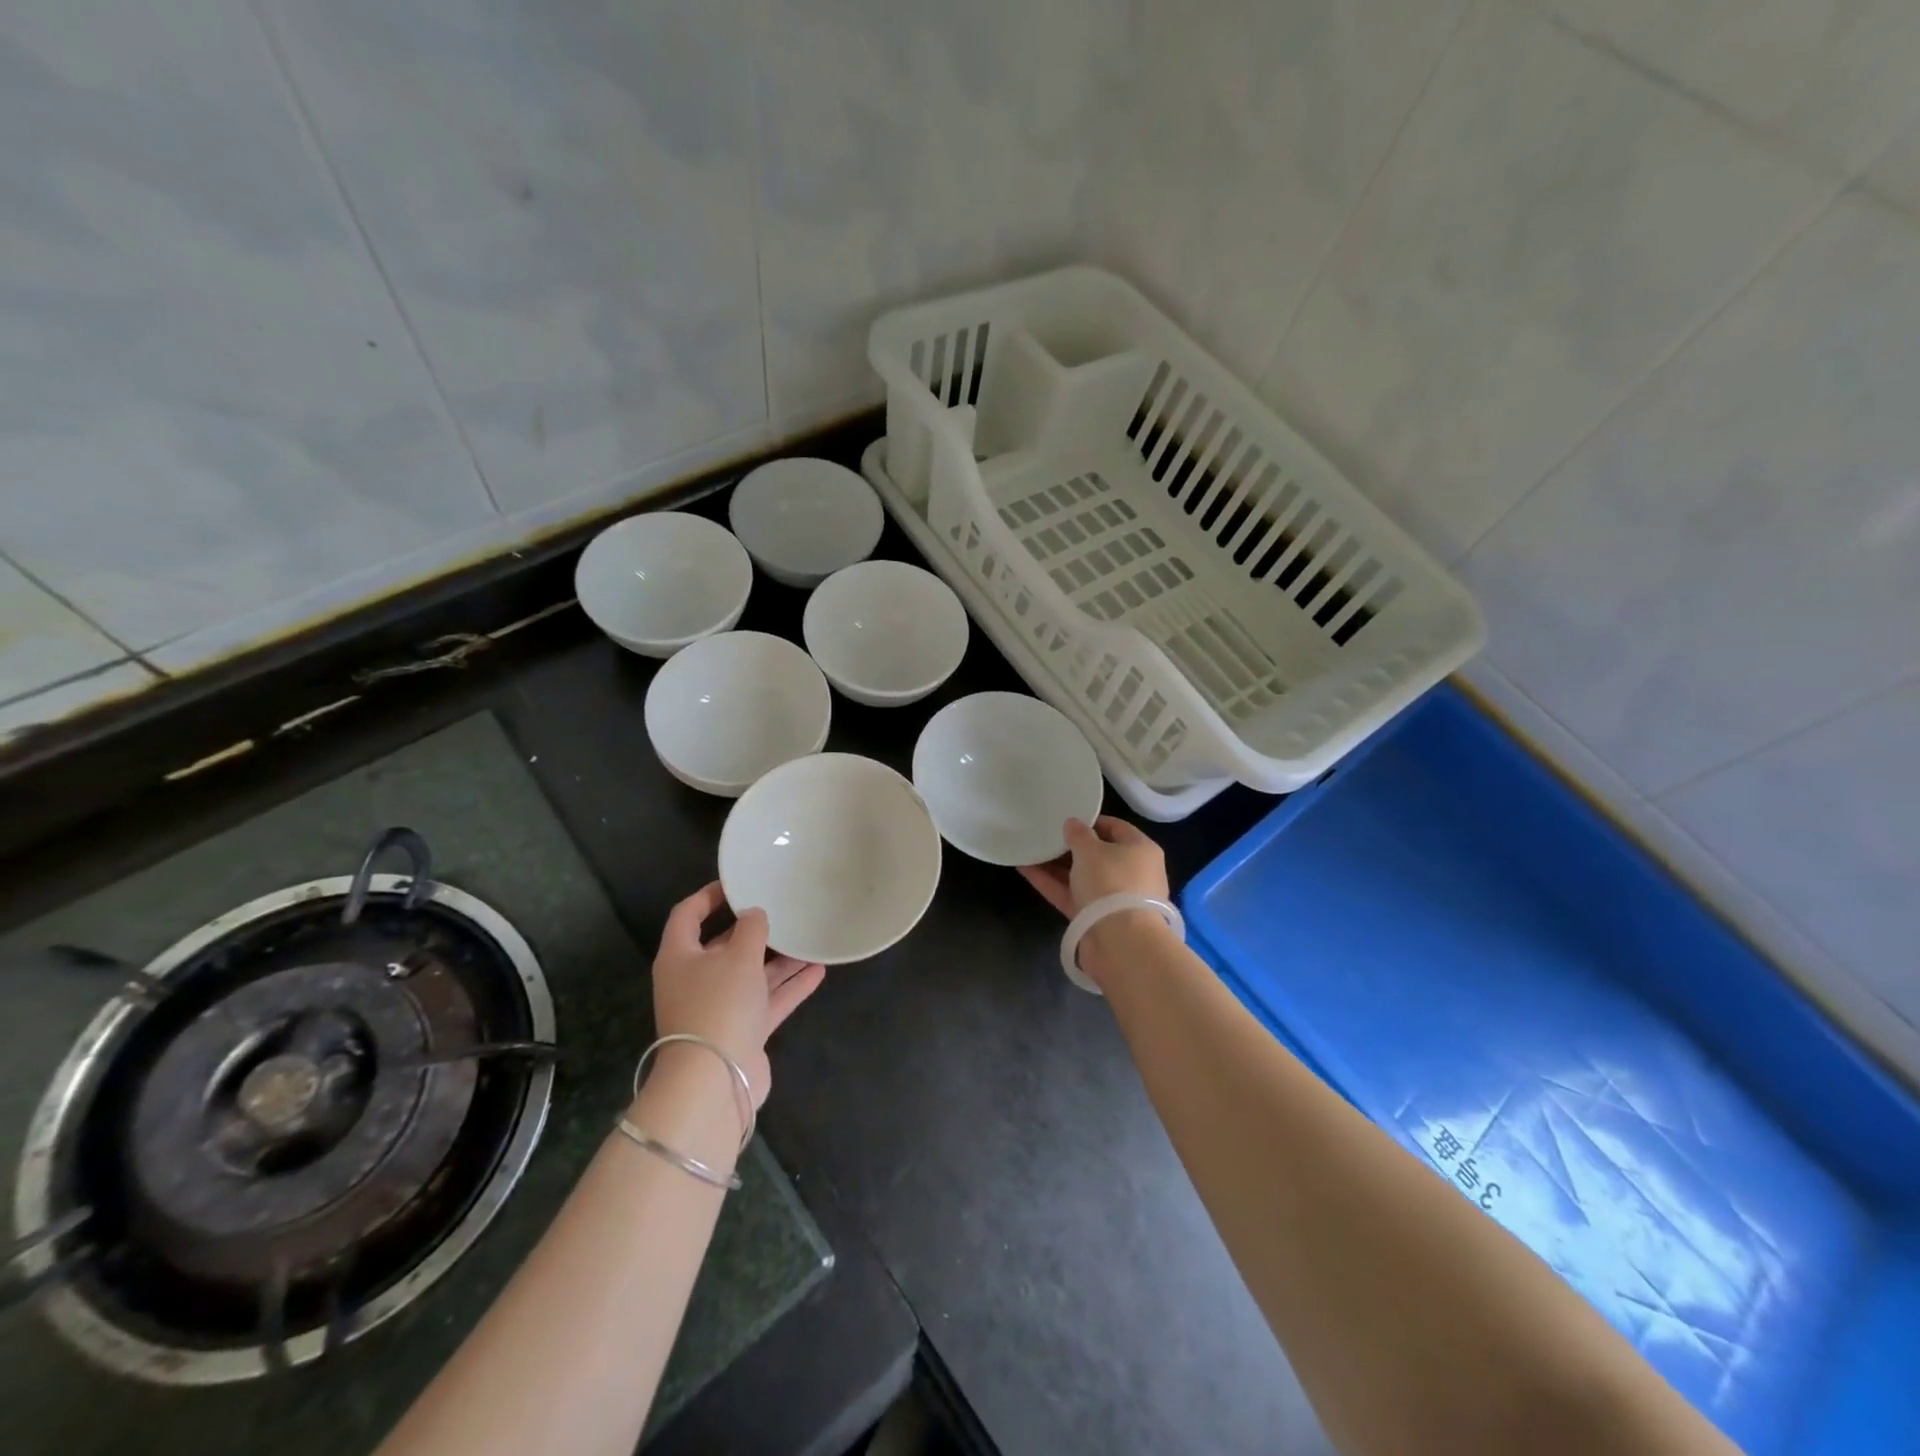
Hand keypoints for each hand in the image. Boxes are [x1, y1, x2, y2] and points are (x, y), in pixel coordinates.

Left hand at [651, 882, 824, 1107]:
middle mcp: (696, 980)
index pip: (687, 915)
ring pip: (751, 974)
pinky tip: (818, 970)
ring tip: (807, 937)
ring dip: (778, 959)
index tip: (738, 883)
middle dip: (752, 930)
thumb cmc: (719, 1004)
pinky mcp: (741, 1031)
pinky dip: (789, 986)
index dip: (709, 896)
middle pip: (723, 946)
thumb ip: (751, 929)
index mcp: (680, 957)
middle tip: (780, 909)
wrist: (716, 1080)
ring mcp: (719, 1008)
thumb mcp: (738, 956)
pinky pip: (767, 1000)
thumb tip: (754, 914)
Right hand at [1018, 816, 1169, 917]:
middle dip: (1070, 846)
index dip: (1091, 821)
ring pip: (1081, 876)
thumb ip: (1078, 834)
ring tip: (1029, 850)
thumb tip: (1073, 824)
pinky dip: (1051, 883)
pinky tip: (1025, 869)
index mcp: (1140, 850)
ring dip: (1056, 865)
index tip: (1066, 817)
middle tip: (1044, 834)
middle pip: (1098, 854)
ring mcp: (1113, 898)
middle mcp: (1131, 873)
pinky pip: (1071, 895)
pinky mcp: (1095, 919)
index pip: (1116, 828)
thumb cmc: (1111, 883)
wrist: (1120, 942)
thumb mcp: (1091, 850)